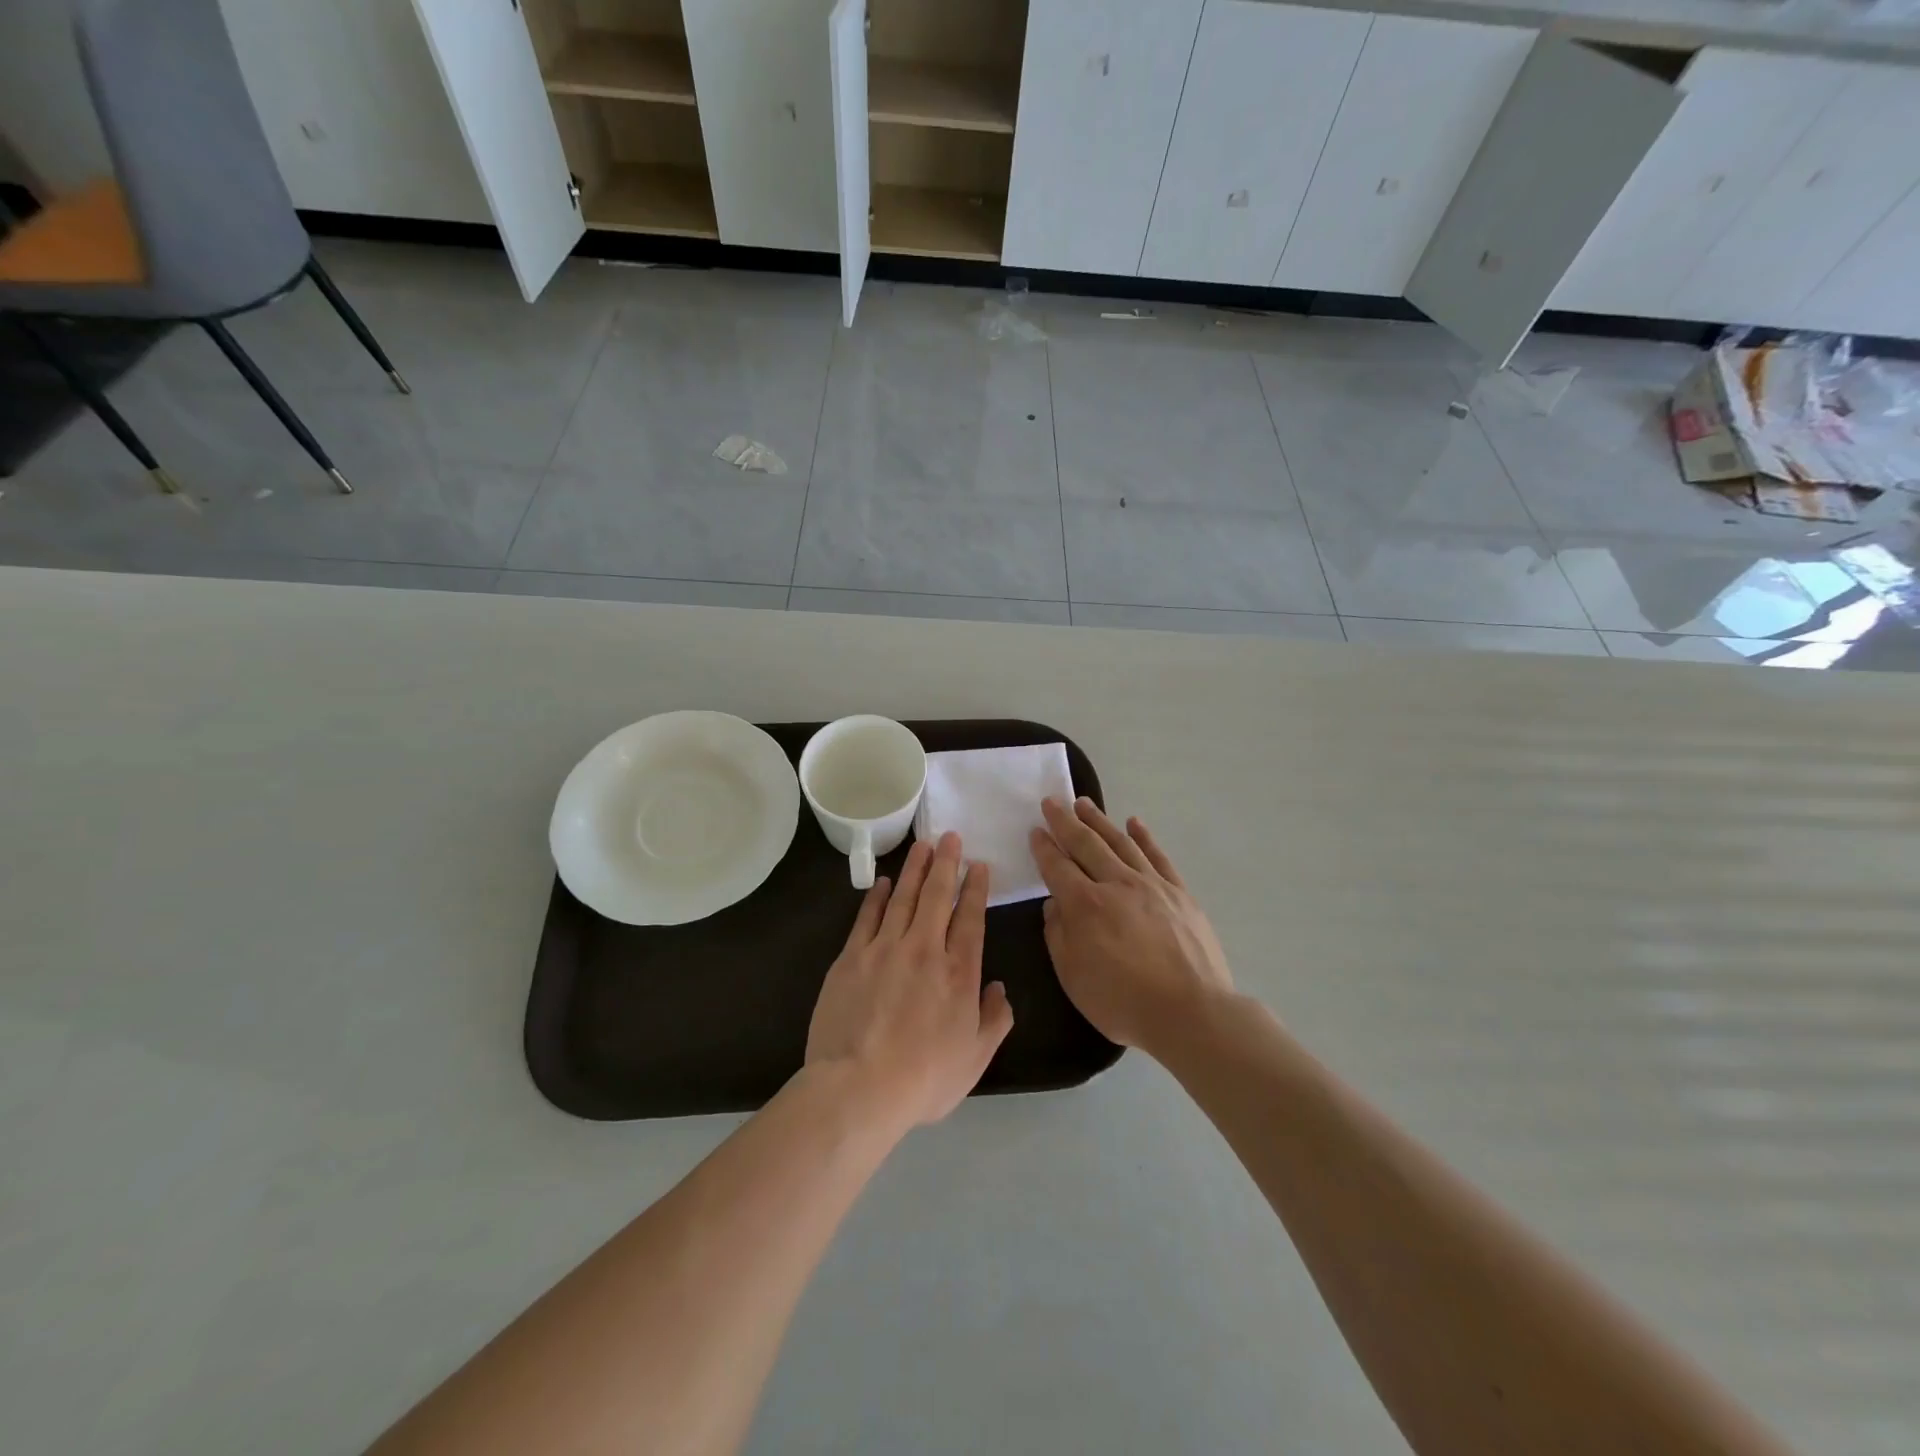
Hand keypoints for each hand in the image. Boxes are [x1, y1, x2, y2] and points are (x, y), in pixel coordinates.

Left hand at [805, 832, 1014, 1131]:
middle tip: (950, 836)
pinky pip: (868, 916)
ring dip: (916, 869)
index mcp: (959, 972)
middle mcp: (924, 949)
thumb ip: (994, 1020)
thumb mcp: (975, 1058)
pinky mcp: (852, 957)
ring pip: (904, 897)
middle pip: (938, 896)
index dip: (975, 889)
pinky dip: (878, 896)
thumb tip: (1000, 989)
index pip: (971, 918)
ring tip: (923, 845)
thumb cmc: (924, 1078)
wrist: (859, 1087)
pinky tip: (885, 881)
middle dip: (946, 863)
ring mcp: (885, 949)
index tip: (978, 865)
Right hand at [1031, 797, 1233, 1058]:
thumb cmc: (1123, 1002)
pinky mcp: (1179, 893)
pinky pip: (1158, 856)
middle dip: (1065, 822)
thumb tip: (1055, 904)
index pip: (1058, 867)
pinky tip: (1134, 823)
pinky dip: (1144, 836)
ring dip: (1099, 821)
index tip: (1035, 830)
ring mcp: (1151, 885)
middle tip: (1052, 802)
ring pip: (1120, 842)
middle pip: (1086, 844)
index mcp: (1085, 905)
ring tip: (1084, 803)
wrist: (1192, 1012)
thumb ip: (1058, 935)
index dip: (1044, 847)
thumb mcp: (1073, 977)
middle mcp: (1116, 884)